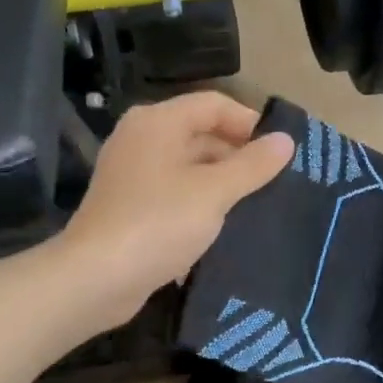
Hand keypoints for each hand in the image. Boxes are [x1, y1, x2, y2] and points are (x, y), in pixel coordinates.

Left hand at [59, 92, 294, 324]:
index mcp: (158, 122)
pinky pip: (177, 194)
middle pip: (201, 133)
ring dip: (224, 183)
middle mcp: (142, 139)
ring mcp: (134, 174)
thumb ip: (252, 165)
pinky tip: (228, 226)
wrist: (96, 279)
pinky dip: (202, 204)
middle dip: (240, 156)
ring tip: (260, 205)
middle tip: (278, 182)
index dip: (250, 123)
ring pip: (191, 167)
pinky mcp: (132, 207)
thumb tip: (286, 140)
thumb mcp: (214, 192)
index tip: (282, 152)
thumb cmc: (158, 223)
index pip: (214, 104)